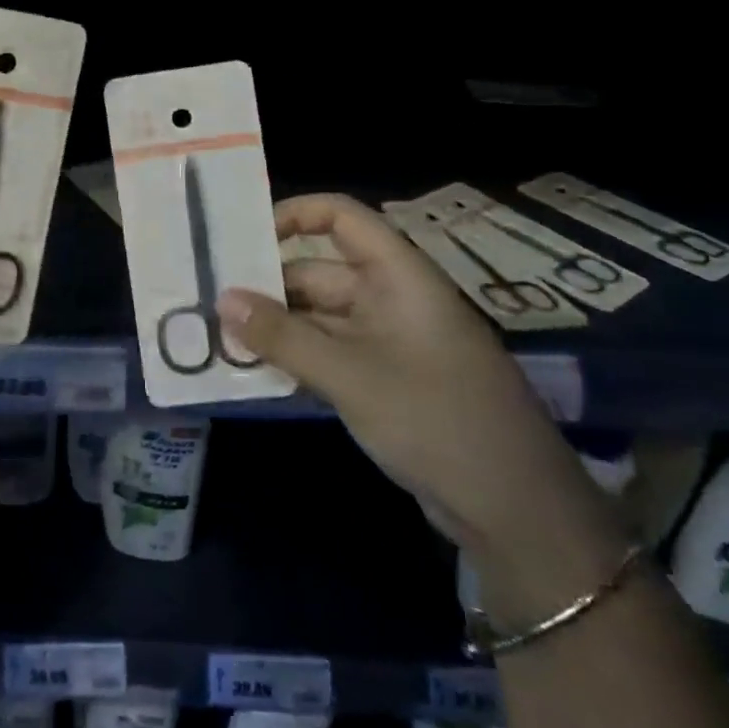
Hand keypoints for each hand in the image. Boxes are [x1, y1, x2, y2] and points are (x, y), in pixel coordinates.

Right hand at [218, 194, 627, 622]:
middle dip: (268, 284)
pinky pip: (329, 352)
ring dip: (276, 325)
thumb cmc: (436, 420)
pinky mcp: (385, 380)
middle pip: (319, 271)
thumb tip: (221, 300)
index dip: (294, 214)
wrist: (517, 513)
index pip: (342, 218)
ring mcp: (389, 341)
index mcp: (398, 276)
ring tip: (220, 335)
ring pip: (319, 316)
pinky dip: (295, 356)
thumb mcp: (350, 375)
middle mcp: (392, 298)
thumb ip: (282, 336)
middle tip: (211, 300)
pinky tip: (255, 370)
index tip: (244, 239)